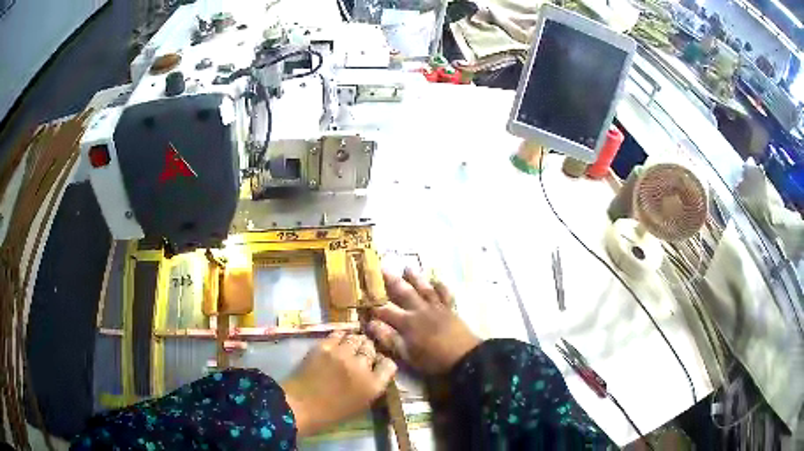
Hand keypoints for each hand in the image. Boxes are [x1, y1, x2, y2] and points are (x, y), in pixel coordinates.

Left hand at [281, 332, 396, 436]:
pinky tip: (338, 342)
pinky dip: (341, 337)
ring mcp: (342, 354)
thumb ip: (371, 387)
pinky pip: (338, 334)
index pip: (389, 365)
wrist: (299, 406)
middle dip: (369, 351)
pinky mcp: (325, 346)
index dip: (384, 363)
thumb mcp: (360, 406)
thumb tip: (374, 372)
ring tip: (350, 346)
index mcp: (373, 386)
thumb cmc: (331, 413)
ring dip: (356, 342)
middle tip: (362, 355)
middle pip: (372, 349)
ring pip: (356, 338)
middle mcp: (361, 367)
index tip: (377, 365)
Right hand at [369, 268, 480, 374]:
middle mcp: (420, 310)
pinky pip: (445, 294)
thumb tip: (371, 324)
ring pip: (424, 289)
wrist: (465, 357)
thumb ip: (389, 339)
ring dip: (415, 278)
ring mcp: (437, 308)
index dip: (374, 305)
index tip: (363, 297)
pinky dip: (441, 286)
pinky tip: (437, 280)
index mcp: (407, 322)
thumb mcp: (407, 354)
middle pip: (404, 293)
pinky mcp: (451, 310)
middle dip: (392, 281)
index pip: (386, 311)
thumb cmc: (433, 360)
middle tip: (383, 267)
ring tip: (407, 267)